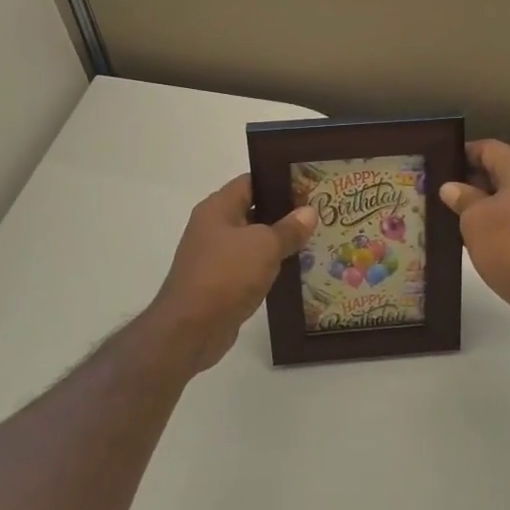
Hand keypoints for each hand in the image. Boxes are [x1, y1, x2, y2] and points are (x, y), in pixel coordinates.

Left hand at [146, 175, 315, 374]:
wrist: (191, 329)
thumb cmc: (226, 275)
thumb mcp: (264, 246)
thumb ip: (289, 228)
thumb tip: (309, 212)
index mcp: (217, 208)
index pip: (250, 182)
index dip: (278, 181)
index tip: (308, 185)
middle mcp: (213, 228)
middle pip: (252, 211)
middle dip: (283, 213)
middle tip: (318, 213)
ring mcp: (215, 257)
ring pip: (252, 242)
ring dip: (278, 243)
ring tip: (314, 240)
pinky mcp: (220, 283)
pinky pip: (249, 267)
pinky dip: (269, 267)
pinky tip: (294, 270)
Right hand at [441, 141, 509, 328]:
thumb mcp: (475, 221)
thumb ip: (462, 198)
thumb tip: (452, 188)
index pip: (488, 148)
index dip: (461, 154)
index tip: (438, 167)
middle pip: (502, 169)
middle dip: (472, 180)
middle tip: (441, 194)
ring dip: (486, 203)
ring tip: (455, 217)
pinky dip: (502, 220)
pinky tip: (481, 238)